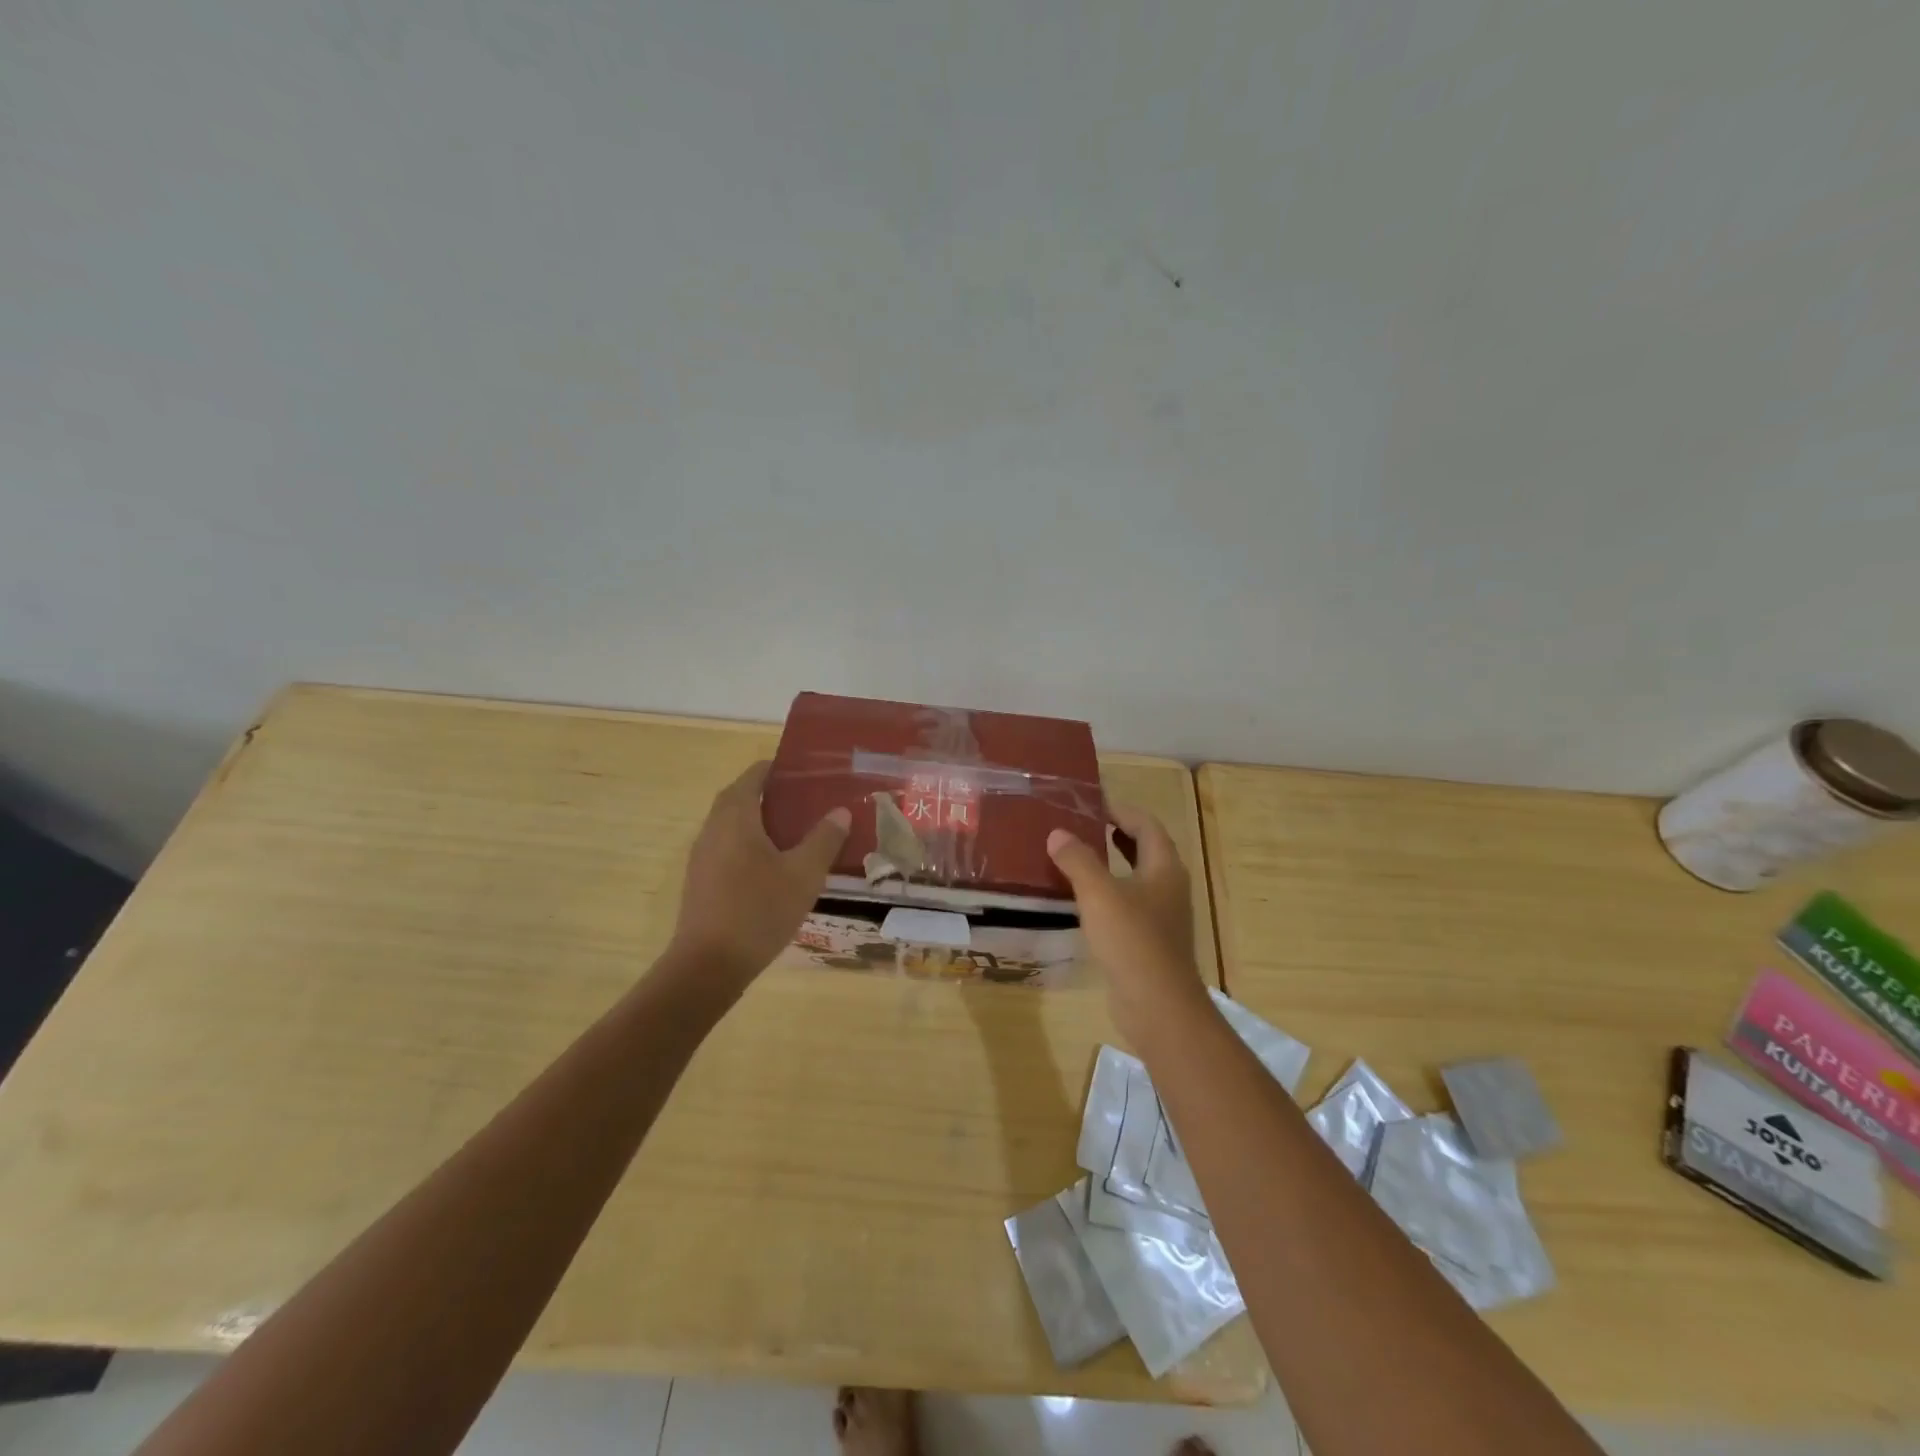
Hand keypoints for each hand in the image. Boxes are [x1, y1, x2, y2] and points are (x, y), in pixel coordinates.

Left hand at [667, 761, 850, 993]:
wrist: (708, 966)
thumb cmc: (759, 911)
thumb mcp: (803, 874)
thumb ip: (824, 839)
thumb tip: (840, 812)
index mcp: (736, 817)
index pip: (754, 776)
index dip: (778, 768)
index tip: (806, 772)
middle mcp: (713, 829)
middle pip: (740, 797)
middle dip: (770, 794)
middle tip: (806, 801)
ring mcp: (703, 856)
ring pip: (732, 824)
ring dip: (759, 820)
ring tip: (795, 831)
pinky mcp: (701, 880)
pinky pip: (727, 847)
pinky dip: (750, 843)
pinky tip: (774, 866)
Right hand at [1047, 804, 1208, 1047]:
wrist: (1157, 1006)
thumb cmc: (1132, 940)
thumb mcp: (1099, 894)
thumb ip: (1077, 860)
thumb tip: (1057, 833)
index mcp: (1164, 868)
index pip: (1146, 824)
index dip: (1120, 810)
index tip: (1090, 803)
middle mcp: (1168, 886)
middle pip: (1145, 848)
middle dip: (1116, 833)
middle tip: (1081, 825)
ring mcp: (1162, 915)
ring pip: (1136, 878)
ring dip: (1111, 863)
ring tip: (1076, 856)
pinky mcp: (1150, 940)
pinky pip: (1128, 904)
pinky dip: (1108, 892)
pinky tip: (1083, 899)